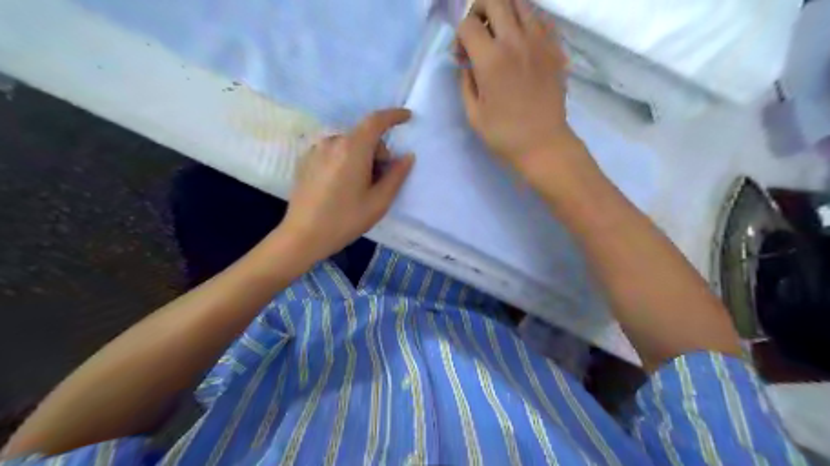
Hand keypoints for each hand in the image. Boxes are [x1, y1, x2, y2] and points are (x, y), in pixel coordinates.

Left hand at [278, 107, 415, 264]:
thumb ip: (396, 176)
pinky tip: (342, 186)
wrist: (303, 236)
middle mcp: (332, 142)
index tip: (407, 118)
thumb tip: (407, 156)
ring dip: (361, 156)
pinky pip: (334, 151)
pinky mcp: (306, 160)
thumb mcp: (378, 202)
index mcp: (352, 149)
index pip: (376, 121)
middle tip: (380, 179)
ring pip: (349, 144)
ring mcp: (316, 150)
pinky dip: (345, 160)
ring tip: (360, 186)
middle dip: (378, 151)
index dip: (394, 116)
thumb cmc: (345, 220)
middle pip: (363, 135)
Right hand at [457, 0, 578, 175]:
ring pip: (520, 3)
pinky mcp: (555, 48)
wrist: (543, 144)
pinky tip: (521, 43)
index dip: (459, 36)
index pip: (468, 24)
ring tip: (499, 35)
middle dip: (479, 10)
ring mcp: (539, 41)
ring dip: (504, 11)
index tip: (462, 56)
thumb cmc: (504, 135)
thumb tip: (467, 62)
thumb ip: (466, 81)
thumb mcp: (473, 113)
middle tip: (478, 33)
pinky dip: (526, 22)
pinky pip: (540, 19)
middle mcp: (516, 41)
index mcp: (491, 60)